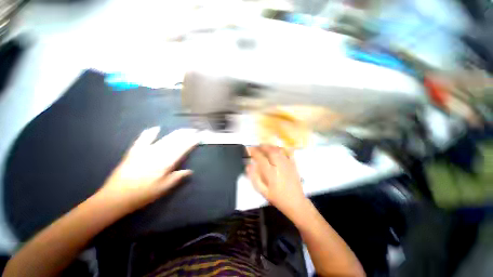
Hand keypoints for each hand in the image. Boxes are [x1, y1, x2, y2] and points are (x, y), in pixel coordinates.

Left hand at [97, 127, 198, 211]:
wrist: (116, 197)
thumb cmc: (143, 194)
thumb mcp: (164, 188)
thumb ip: (177, 177)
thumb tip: (190, 171)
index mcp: (166, 162)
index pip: (183, 148)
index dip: (192, 141)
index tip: (199, 136)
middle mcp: (158, 153)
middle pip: (175, 140)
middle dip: (186, 134)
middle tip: (194, 130)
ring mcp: (145, 150)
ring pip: (164, 138)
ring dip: (175, 133)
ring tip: (184, 129)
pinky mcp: (135, 151)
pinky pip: (143, 139)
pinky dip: (150, 132)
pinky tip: (156, 128)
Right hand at [246, 145, 307, 216]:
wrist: (295, 203)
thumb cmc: (277, 198)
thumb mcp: (263, 191)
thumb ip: (254, 178)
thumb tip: (248, 165)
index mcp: (271, 173)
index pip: (260, 158)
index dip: (254, 152)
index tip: (249, 148)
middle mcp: (279, 166)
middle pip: (270, 151)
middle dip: (262, 146)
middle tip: (257, 146)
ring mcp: (288, 164)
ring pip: (278, 150)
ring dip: (270, 146)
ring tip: (265, 146)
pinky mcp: (294, 165)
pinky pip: (288, 153)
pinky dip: (282, 148)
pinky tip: (278, 148)